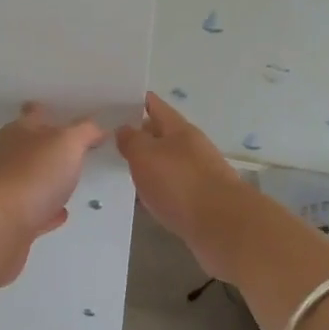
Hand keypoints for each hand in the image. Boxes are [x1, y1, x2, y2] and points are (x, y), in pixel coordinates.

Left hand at [0, 103, 106, 282]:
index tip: (64, 112)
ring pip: (30, 179)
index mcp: (18, 132)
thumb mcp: (67, 143)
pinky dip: (46, 210)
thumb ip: (85, 131)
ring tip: (71, 182)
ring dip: (48, 180)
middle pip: (30, 147)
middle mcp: (7, 157)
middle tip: (75, 149)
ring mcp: (5, 190)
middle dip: (50, 147)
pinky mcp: (8, 220)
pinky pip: (33, 210)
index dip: (48, 111)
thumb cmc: (33, 175)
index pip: (34, 114)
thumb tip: (97, 128)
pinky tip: (60, 213)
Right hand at [116, 92, 247, 278]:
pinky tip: (140, 199)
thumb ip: (131, 140)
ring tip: (117, 169)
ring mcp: (197, 174)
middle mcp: (190, 147)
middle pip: (159, 135)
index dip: (133, 101)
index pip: (153, 105)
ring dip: (145, 165)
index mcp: (179, 129)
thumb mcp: (145, 155)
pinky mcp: (198, 201)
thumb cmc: (180, 184)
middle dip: (136, 135)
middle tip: (105, 139)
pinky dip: (155, 190)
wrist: (222, 227)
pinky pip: (170, 188)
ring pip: (164, 163)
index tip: (109, 103)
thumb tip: (124, 128)